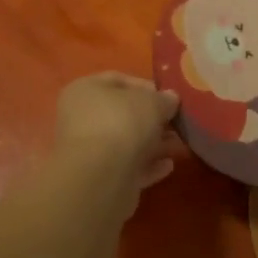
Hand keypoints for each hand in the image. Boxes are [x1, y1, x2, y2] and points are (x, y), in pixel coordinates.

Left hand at [55, 73, 181, 191]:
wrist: (101, 177)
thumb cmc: (122, 123)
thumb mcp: (152, 102)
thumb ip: (163, 99)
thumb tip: (170, 98)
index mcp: (84, 91)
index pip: (116, 80)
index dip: (145, 86)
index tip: (167, 97)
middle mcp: (81, 118)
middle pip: (121, 114)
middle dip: (151, 118)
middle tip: (175, 122)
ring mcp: (88, 150)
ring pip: (125, 142)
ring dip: (152, 143)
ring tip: (177, 144)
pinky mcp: (98, 178)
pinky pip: (127, 167)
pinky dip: (147, 165)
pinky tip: (168, 165)